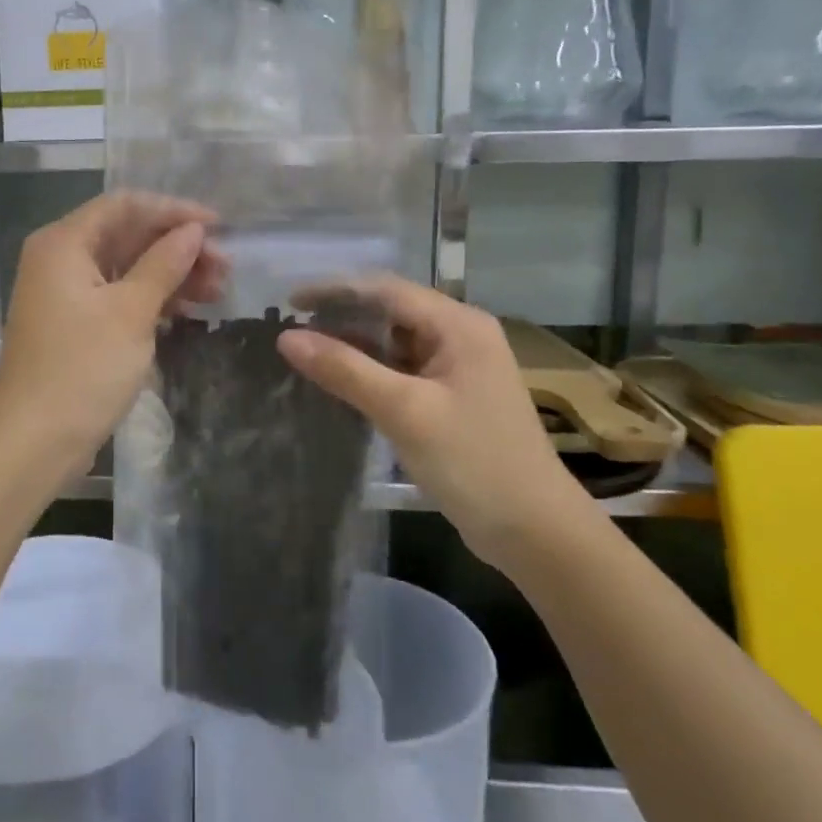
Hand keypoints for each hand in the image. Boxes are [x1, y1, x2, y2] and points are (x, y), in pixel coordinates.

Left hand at [0, 191, 223, 476]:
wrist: (34, 442)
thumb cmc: (82, 369)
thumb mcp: (131, 312)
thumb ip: (164, 264)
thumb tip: (194, 230)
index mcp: (64, 243)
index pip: (125, 205)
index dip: (174, 210)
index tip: (219, 226)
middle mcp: (60, 259)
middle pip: (127, 236)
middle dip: (177, 246)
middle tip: (224, 267)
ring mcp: (66, 294)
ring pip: (126, 268)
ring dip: (170, 274)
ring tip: (217, 290)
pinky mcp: (76, 325)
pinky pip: (119, 296)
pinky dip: (152, 299)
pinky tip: (188, 310)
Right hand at [277, 274, 587, 549]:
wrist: (535, 531)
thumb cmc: (474, 462)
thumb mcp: (404, 411)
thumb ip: (345, 370)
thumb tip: (287, 338)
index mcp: (459, 325)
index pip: (386, 290)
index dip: (334, 290)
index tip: (288, 302)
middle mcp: (460, 336)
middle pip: (391, 311)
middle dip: (341, 317)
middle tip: (291, 330)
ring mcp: (457, 368)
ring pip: (394, 343)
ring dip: (353, 345)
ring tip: (304, 353)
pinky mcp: (451, 398)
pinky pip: (401, 371)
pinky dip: (369, 372)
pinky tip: (339, 382)